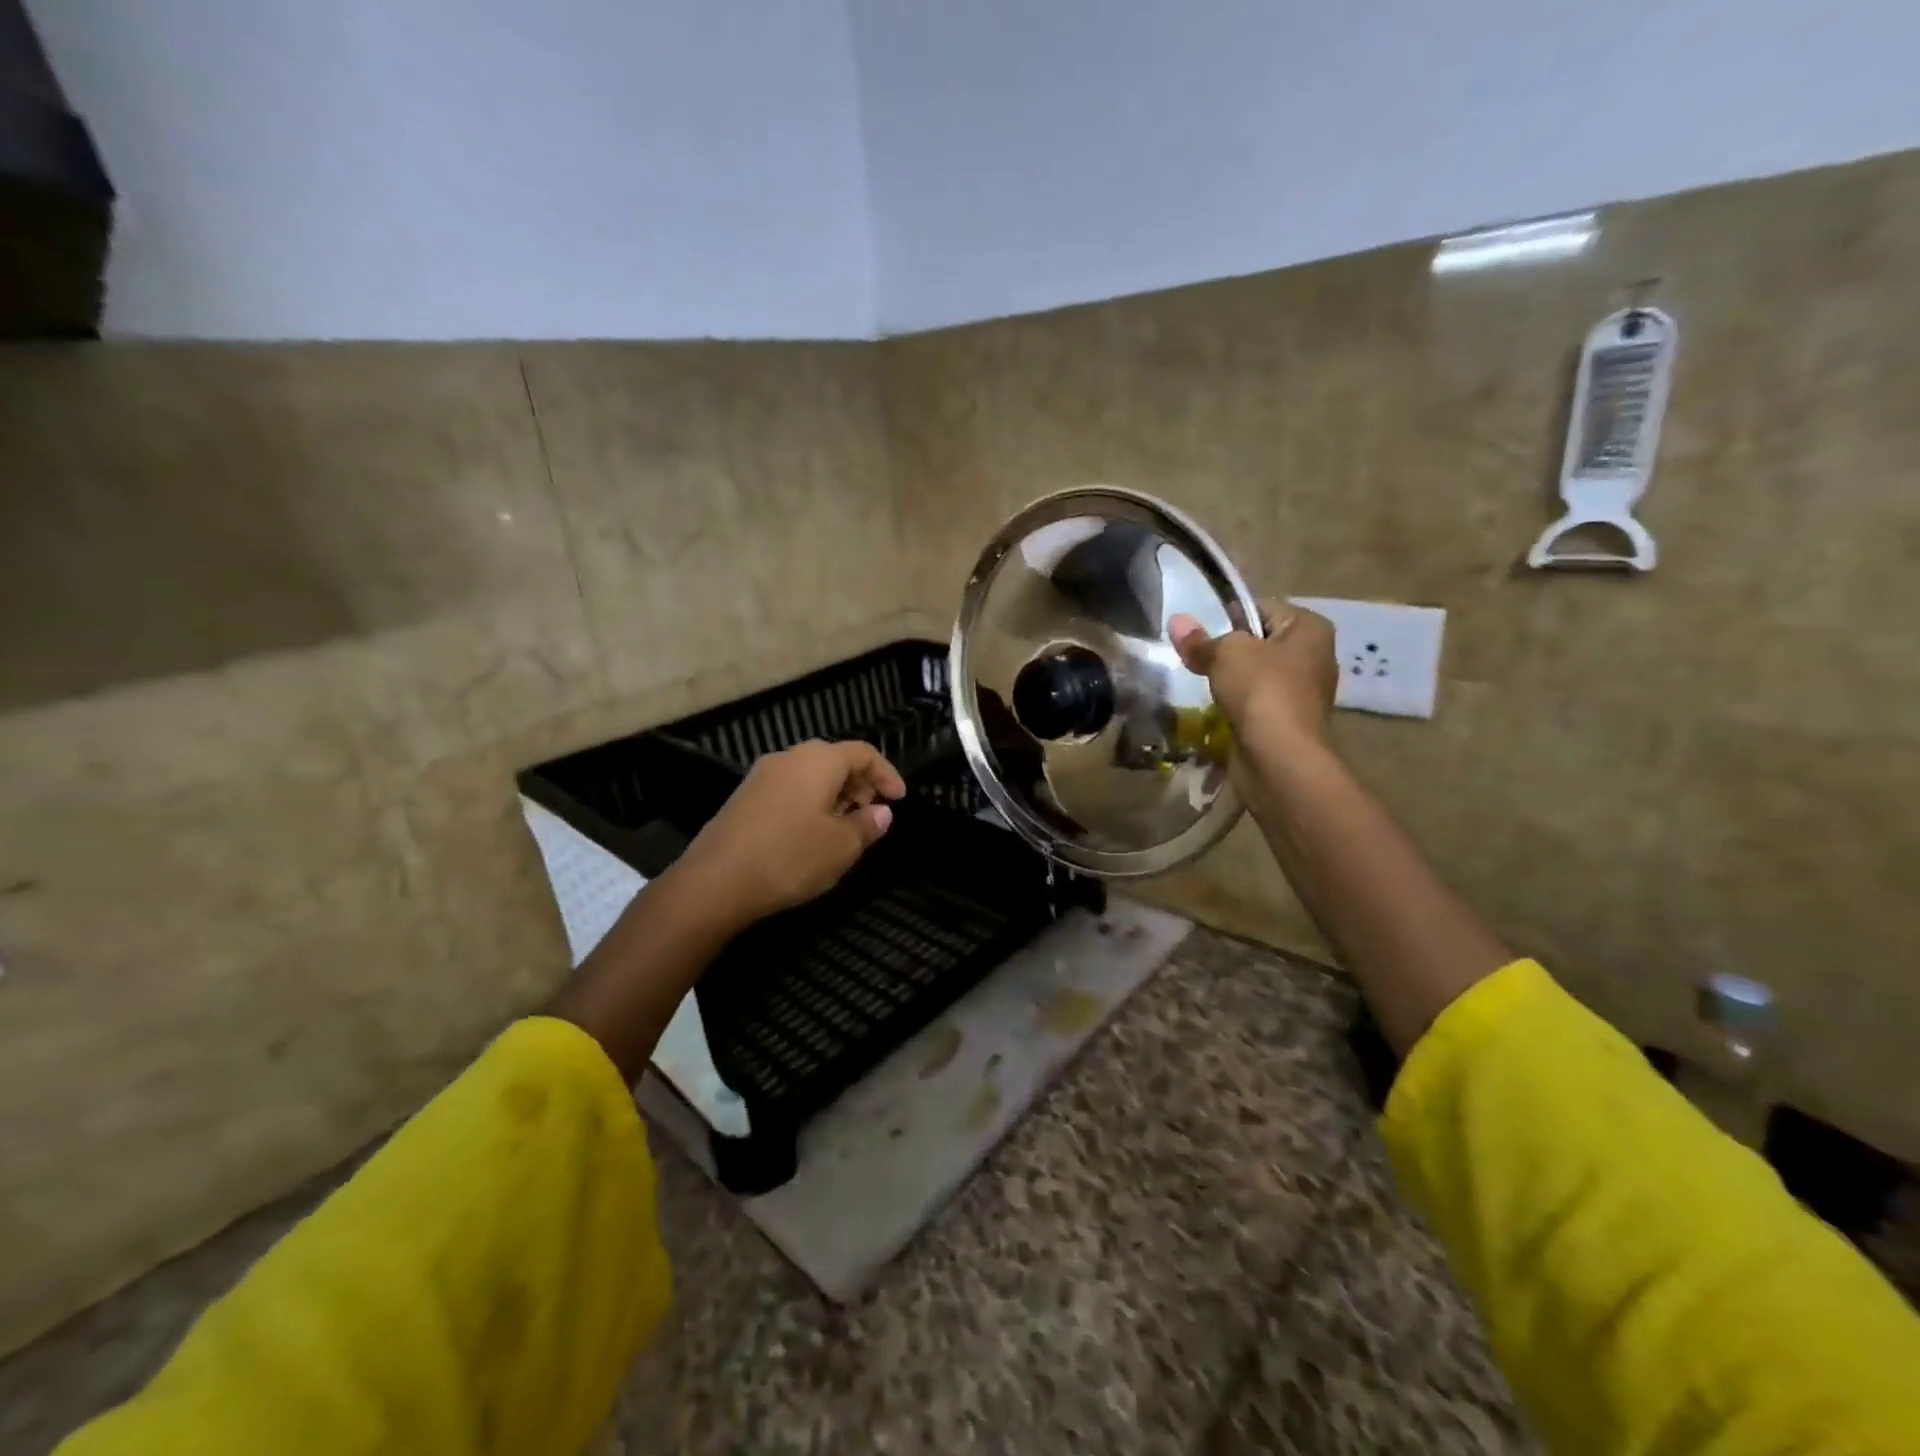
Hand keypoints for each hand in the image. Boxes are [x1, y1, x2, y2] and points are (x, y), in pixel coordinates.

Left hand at [672, 739, 905, 927]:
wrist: (714, 882)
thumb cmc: (790, 857)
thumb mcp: (842, 846)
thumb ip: (867, 825)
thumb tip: (881, 812)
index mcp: (818, 760)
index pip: (863, 753)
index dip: (887, 774)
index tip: (900, 800)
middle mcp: (788, 758)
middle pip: (834, 760)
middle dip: (860, 783)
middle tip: (874, 812)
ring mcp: (761, 777)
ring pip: (810, 775)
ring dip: (835, 795)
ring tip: (846, 826)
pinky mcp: (743, 798)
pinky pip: (789, 790)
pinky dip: (810, 803)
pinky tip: (812, 834)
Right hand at [1169, 600, 1337, 753]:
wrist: (1279, 758)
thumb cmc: (1261, 691)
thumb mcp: (1225, 654)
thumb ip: (1200, 640)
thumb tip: (1176, 621)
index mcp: (1309, 628)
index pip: (1263, 608)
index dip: (1229, 616)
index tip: (1200, 632)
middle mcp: (1313, 656)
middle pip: (1259, 642)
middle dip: (1227, 650)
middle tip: (1195, 657)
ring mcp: (1302, 692)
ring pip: (1255, 675)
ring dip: (1229, 680)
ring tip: (1200, 682)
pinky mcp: (1287, 722)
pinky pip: (1254, 703)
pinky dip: (1235, 706)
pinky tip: (1214, 709)